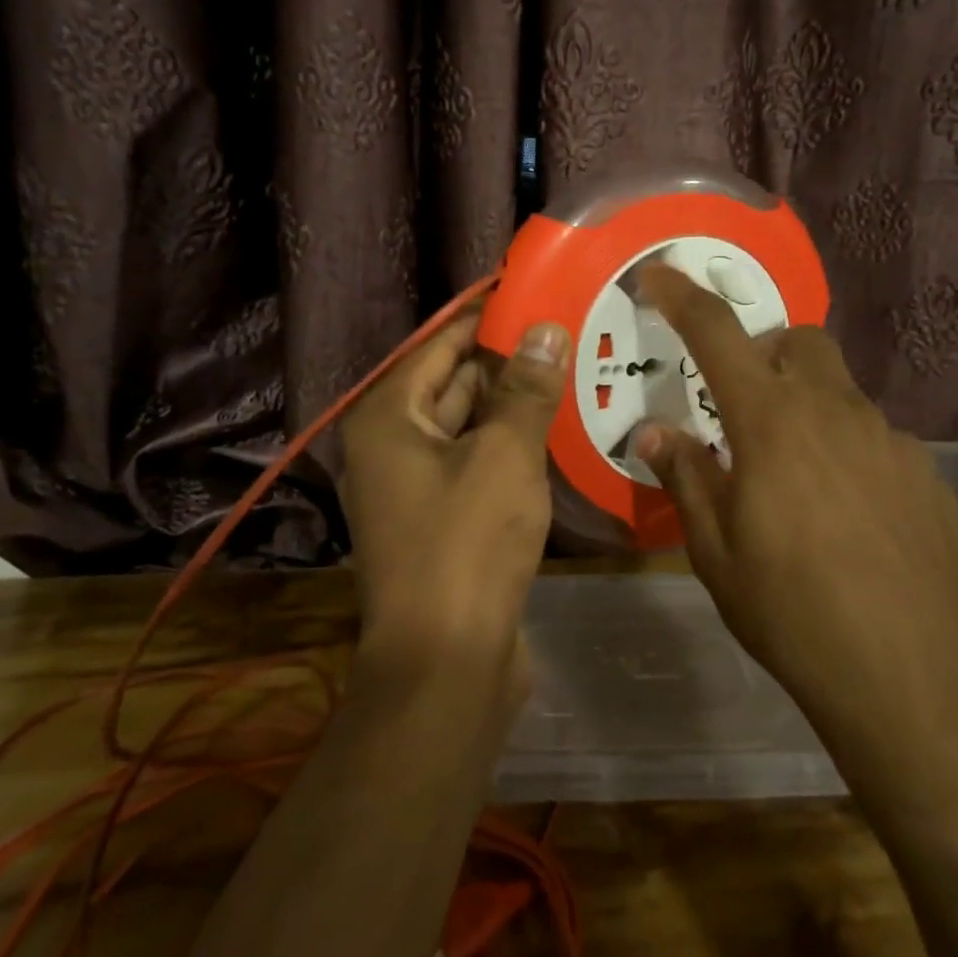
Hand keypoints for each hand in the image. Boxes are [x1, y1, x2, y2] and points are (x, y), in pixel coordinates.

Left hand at [339, 311, 571, 683]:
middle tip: (563, 329)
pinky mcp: (443, 522)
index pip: (439, 345)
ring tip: (569, 369)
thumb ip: (525, 389)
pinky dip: (509, 446)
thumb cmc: (466, 545)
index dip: (484, 317)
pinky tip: (554, 431)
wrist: (446, 663)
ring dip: (512, 404)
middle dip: (505, 360)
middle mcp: (392, 447)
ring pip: (468, 427)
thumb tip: (545, 328)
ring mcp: (415, 488)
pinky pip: (477, 465)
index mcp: (388, 419)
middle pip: (451, 384)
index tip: (531, 293)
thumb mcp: (504, 456)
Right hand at [631, 264, 957, 734]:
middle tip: (744, 408)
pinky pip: (878, 438)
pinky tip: (848, 515)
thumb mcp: (715, 550)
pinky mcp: (928, 473)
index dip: (683, 297)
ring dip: (808, 408)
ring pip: (841, 391)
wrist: (908, 681)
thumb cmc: (790, 613)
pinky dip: (849, 450)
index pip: (718, 335)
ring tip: (797, 479)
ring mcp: (891, 440)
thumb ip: (686, 476)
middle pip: (799, 342)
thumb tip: (655, 431)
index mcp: (772, 424)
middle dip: (765, 354)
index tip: (658, 275)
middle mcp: (835, 413)